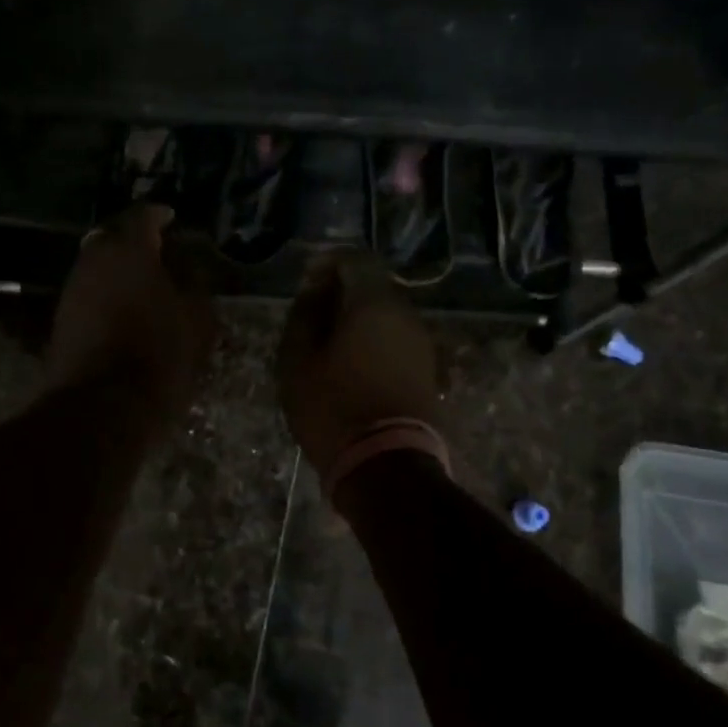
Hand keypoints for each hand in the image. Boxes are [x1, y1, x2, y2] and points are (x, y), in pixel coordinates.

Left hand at [44, 205, 215, 417]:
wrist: (100, 408)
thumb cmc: (158, 355)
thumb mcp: (195, 319)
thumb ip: (193, 284)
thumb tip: (187, 266)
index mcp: (128, 250)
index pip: (143, 216)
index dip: (159, 215)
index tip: (171, 218)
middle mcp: (93, 260)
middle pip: (114, 238)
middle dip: (135, 241)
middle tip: (160, 252)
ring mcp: (72, 290)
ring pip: (98, 265)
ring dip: (119, 269)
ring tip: (146, 284)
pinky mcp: (61, 319)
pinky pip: (90, 292)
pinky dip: (107, 293)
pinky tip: (127, 309)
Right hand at [277, 250, 438, 479]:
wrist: (388, 467)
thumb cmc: (333, 407)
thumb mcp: (298, 359)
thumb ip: (305, 314)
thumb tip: (315, 288)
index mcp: (373, 302)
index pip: (355, 259)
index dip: (328, 263)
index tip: (306, 281)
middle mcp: (405, 314)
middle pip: (374, 286)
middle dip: (343, 293)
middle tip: (313, 316)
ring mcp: (422, 344)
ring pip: (387, 315)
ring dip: (359, 320)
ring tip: (329, 346)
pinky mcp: (429, 372)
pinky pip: (397, 341)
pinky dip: (375, 342)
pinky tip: (353, 366)